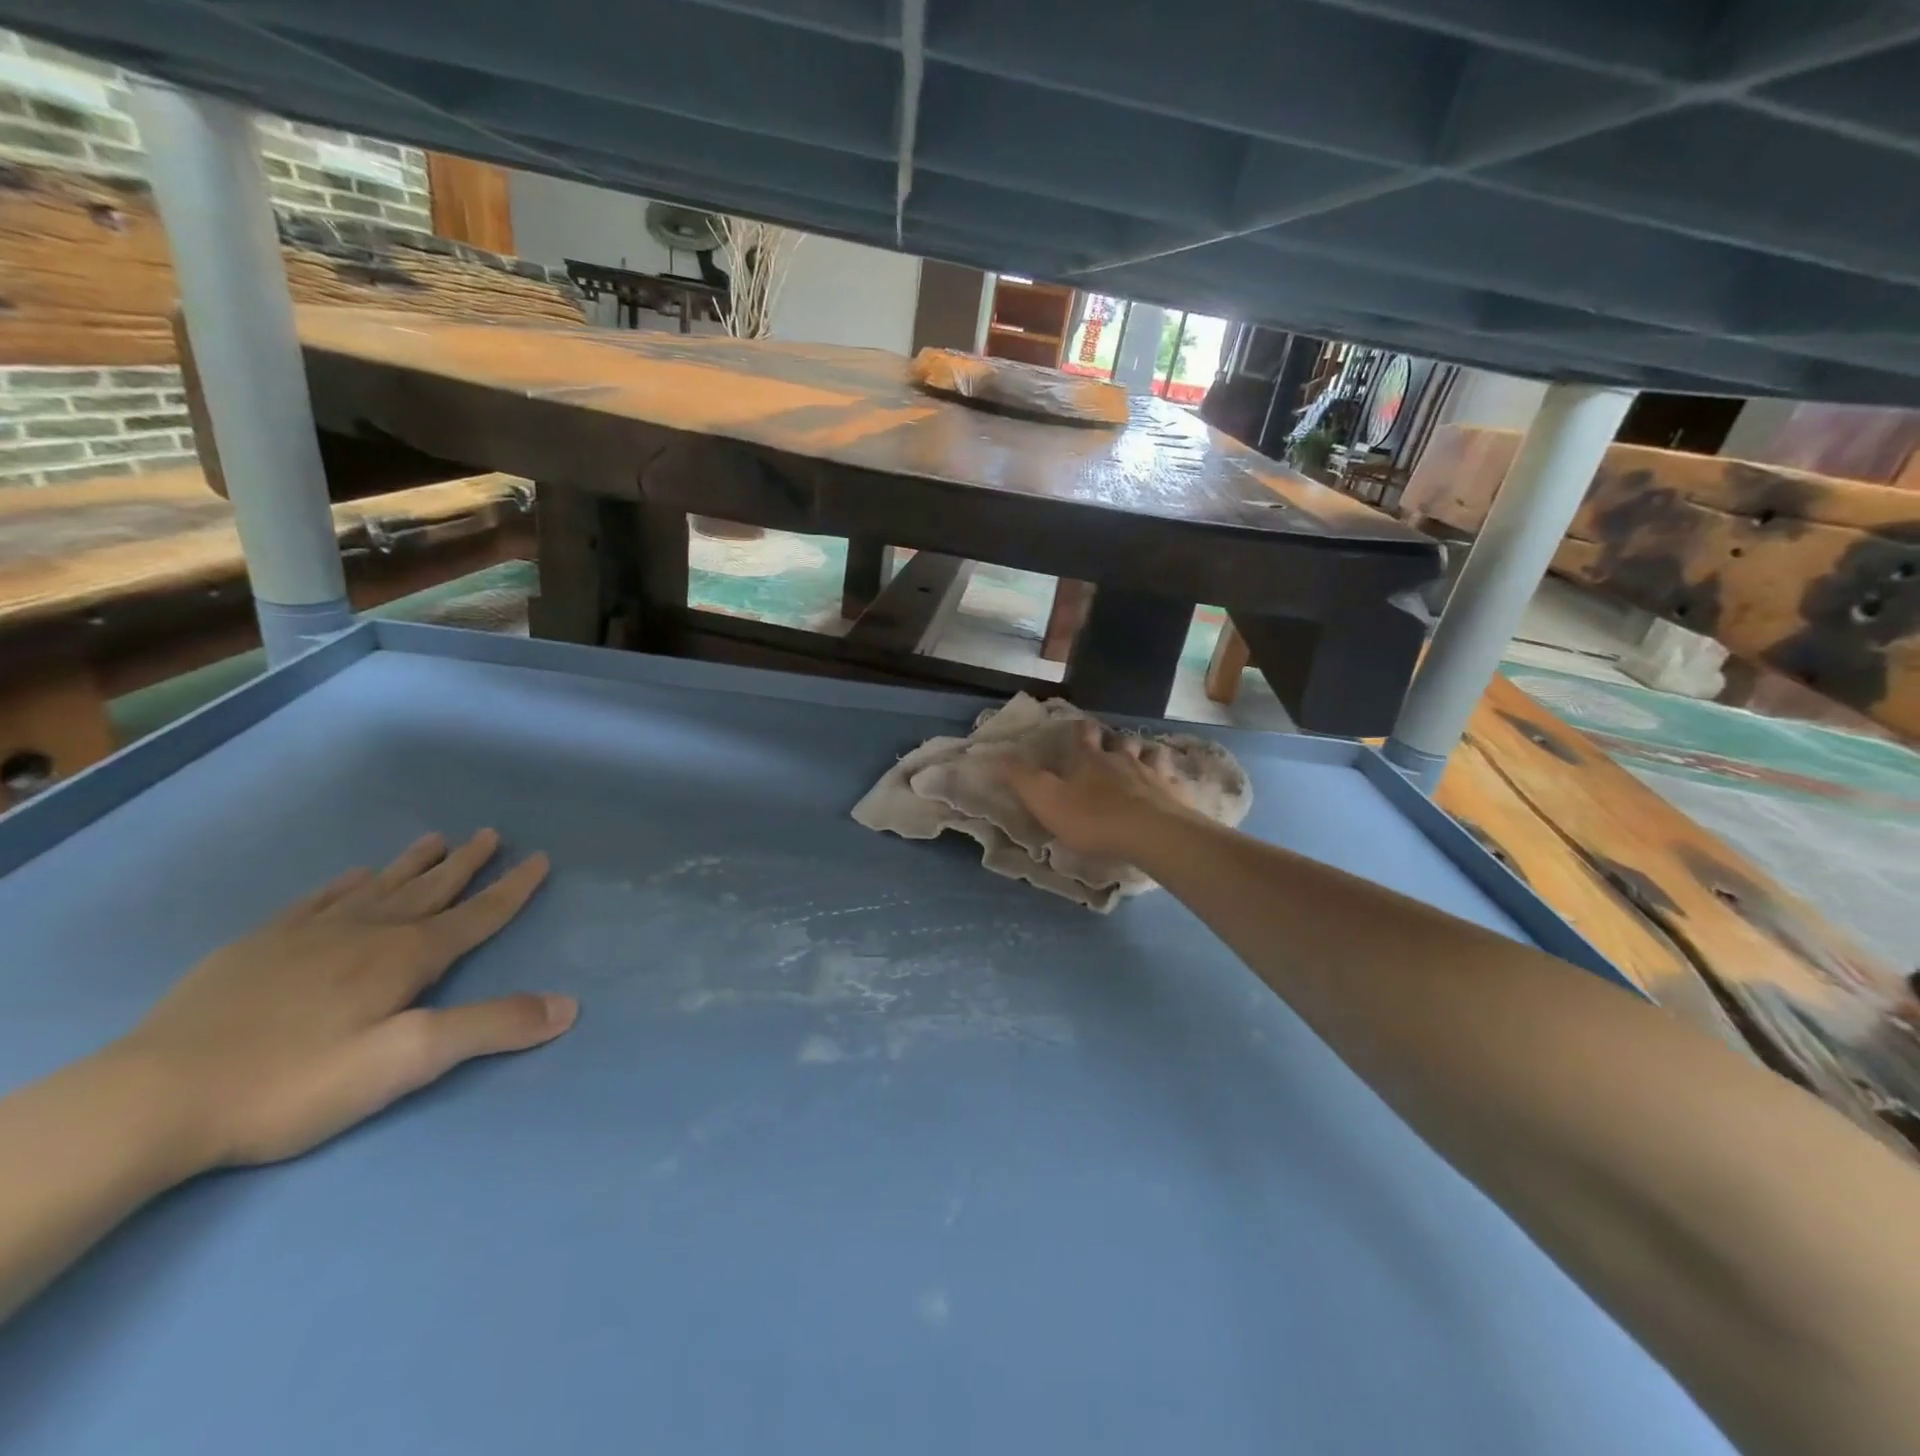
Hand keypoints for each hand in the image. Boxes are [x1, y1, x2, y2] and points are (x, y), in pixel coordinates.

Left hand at [114, 830, 574, 1169]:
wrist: (152, 1099)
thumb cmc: (294, 1083)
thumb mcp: (407, 1062)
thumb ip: (490, 1028)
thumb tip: (568, 1005)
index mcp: (406, 958)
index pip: (477, 915)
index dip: (513, 888)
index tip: (540, 858)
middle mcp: (367, 933)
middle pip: (430, 891)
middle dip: (466, 864)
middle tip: (491, 834)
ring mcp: (308, 936)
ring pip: (378, 888)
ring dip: (413, 864)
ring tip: (437, 839)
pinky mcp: (257, 948)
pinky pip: (315, 902)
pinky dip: (344, 885)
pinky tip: (352, 877)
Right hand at [1001, 720, 1196, 862]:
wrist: (1151, 834)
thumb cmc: (1093, 818)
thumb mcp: (1046, 800)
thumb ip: (1020, 778)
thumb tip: (993, 756)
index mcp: (1090, 759)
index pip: (1084, 734)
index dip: (1080, 729)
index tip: (1078, 727)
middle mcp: (1123, 759)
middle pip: (1120, 741)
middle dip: (1114, 741)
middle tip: (1110, 747)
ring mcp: (1153, 774)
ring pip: (1150, 753)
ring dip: (1144, 754)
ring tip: (1142, 761)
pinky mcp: (1176, 794)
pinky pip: (1174, 779)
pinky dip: (1170, 779)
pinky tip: (1170, 787)